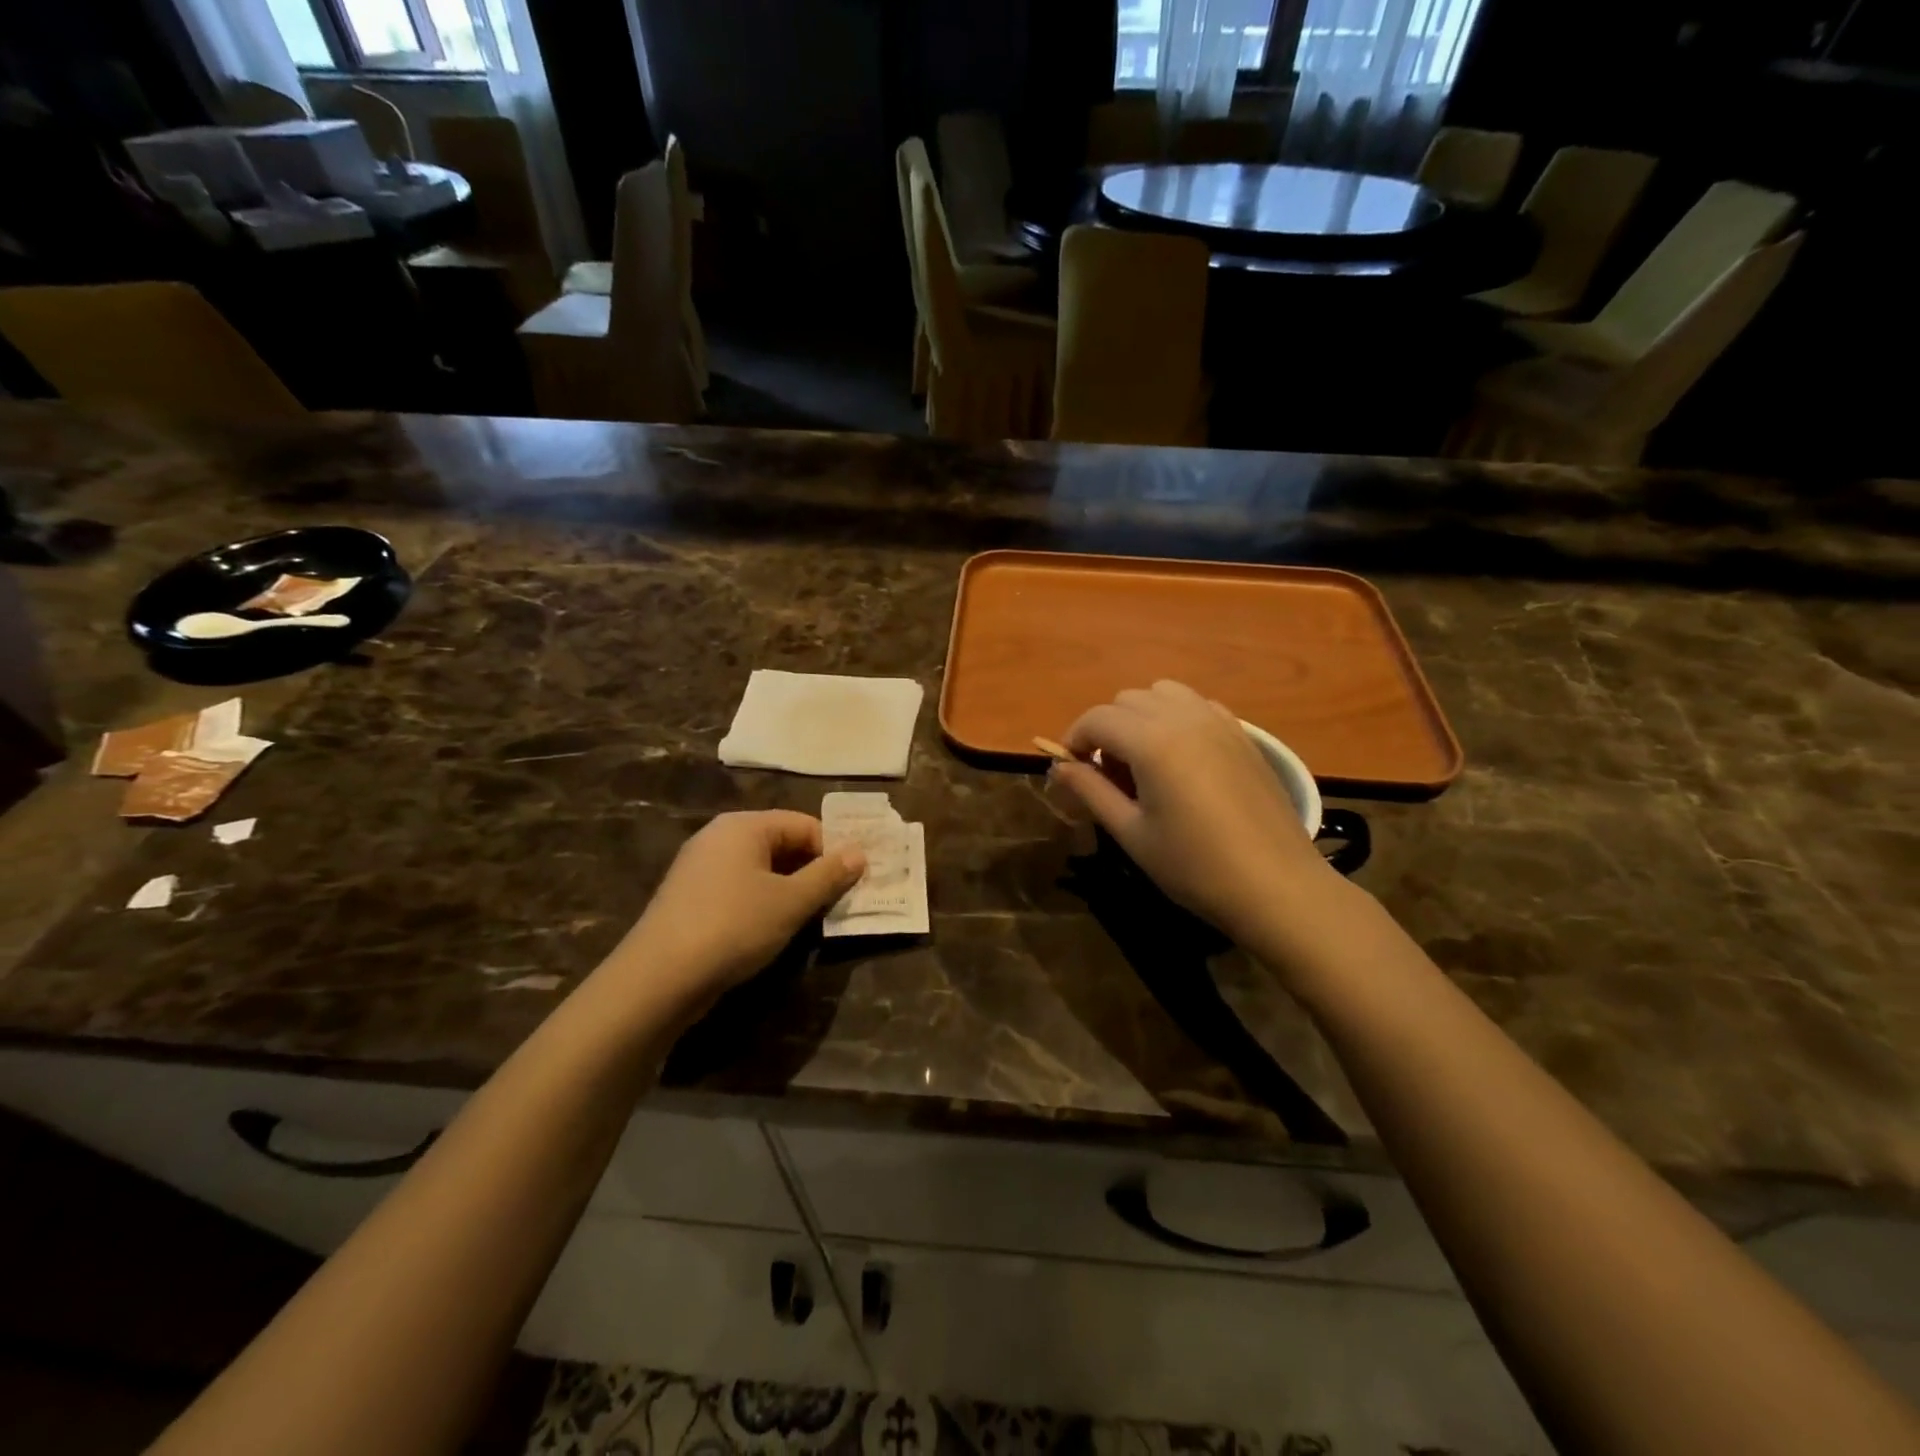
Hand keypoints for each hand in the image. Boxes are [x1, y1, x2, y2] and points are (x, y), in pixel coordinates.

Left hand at [607, 811, 864, 1011]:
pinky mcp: (691, 897)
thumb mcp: (791, 902)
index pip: (804, 824)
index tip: (854, 881)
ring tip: (812, 918)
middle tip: (840, 900)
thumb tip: (859, 853)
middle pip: (782, 843)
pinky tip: (773, 929)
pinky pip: (739, 888)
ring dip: (790, 889)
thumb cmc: (734, 926)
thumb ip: (829, 875)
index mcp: (744, 825)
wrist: (658, 978)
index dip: (833, 850)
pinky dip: (763, 902)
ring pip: (761, 869)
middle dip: (813, 870)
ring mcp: (700, 867)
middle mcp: (719, 836)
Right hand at [1050, 681, 1336, 941]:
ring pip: (1163, 693)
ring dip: (1141, 716)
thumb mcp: (1132, 833)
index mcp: (1152, 741)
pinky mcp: (1243, 734)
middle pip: (1127, 700)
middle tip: (1107, 773)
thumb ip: (1091, 792)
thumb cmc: (1195, 867)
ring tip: (1143, 760)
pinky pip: (1197, 705)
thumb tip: (1058, 768)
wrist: (1277, 886)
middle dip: (1106, 728)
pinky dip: (1176, 717)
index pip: (1097, 718)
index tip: (1071, 770)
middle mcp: (1184, 717)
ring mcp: (1219, 721)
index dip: (1074, 739)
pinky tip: (1181, 758)